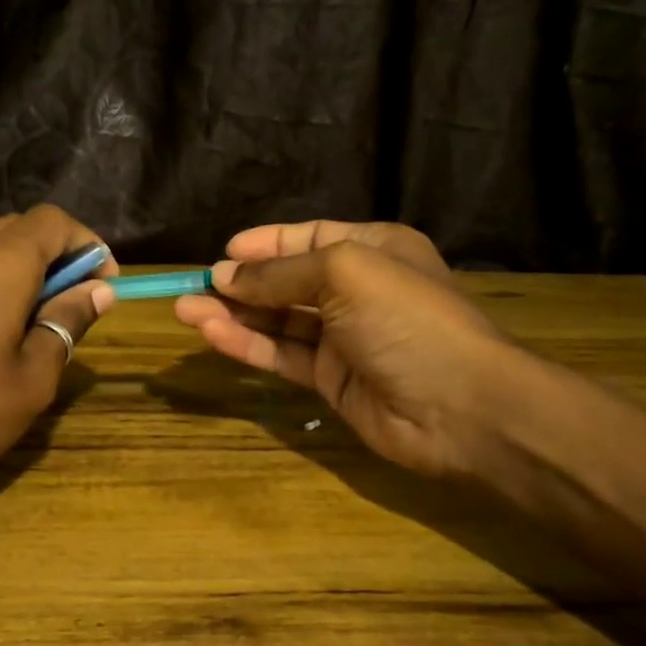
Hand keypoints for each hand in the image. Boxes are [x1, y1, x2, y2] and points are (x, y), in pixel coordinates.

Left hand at [0, 207, 115, 482]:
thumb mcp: (33, 376)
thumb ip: (66, 323)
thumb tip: (96, 292)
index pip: (54, 221)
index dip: (87, 246)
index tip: (102, 286)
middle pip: (17, 229)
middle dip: (53, 258)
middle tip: (67, 307)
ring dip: (14, 274)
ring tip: (22, 326)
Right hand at [175, 221, 521, 478]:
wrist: (460, 407)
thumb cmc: (407, 319)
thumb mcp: (344, 273)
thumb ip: (280, 274)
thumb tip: (225, 275)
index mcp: (372, 250)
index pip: (309, 238)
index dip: (265, 245)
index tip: (223, 254)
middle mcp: (357, 291)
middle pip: (287, 282)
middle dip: (240, 284)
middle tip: (190, 289)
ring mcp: (344, 339)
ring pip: (278, 321)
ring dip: (234, 315)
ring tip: (185, 311)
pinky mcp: (331, 381)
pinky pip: (283, 355)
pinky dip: (249, 345)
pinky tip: (213, 335)